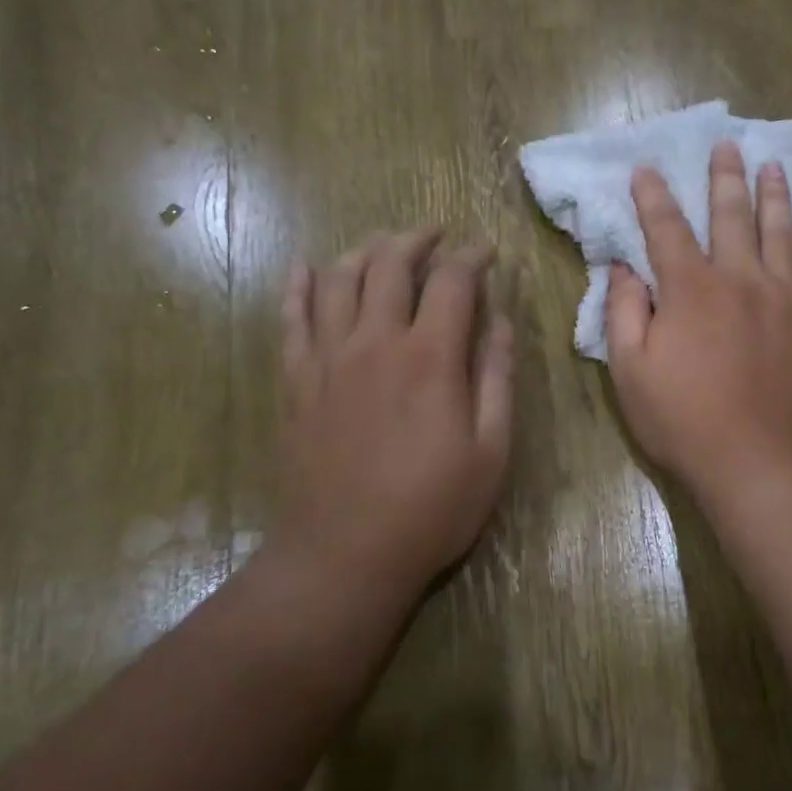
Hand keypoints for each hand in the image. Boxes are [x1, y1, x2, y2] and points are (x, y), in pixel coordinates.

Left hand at [276, 231, 513, 598]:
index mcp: (430, 357)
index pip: (453, 281)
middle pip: (391, 264)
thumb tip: (500, 322)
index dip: (473, 257)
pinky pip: (291, 318)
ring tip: (385, 246)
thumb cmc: (431, 509)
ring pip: (339, 279)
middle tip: (436, 235)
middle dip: (418, 240)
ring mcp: (327, 359)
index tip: (486, 252)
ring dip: (365, 252)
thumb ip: (497, 379)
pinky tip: (304, 268)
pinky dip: (298, 286)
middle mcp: (375, 342)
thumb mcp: (491, 451)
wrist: (344, 555)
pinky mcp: (296, 381)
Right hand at [606, 140, 791, 497]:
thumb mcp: (630, 372)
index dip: (653, 196)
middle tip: (725, 144)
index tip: (646, 169)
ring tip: (771, 164)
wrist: (761, 463)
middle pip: (730, 215)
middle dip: (723, 177)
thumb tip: (623, 268)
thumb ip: (623, 313)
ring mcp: (785, 296)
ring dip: (773, 194)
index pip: (666, 229)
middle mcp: (740, 279)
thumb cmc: (685, 421)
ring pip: (779, 231)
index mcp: (690, 290)